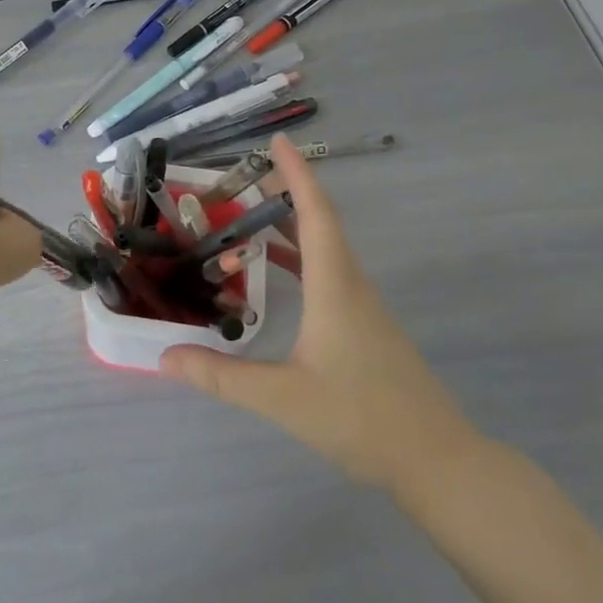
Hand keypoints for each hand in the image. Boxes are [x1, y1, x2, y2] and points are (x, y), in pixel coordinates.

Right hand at [159, 136, 486, 499]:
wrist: (438, 461)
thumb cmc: (362, 418)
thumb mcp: (283, 399)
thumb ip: (221, 376)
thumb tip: (165, 356)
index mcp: (334, 286)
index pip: (315, 214)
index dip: (297, 174)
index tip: (278, 141)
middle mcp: (351, 285)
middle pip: (320, 222)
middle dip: (285, 192)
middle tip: (243, 177)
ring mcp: (362, 306)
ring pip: (325, 248)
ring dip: (291, 224)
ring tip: (250, 215)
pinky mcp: (366, 326)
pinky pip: (329, 272)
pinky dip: (300, 256)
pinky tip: (276, 273)